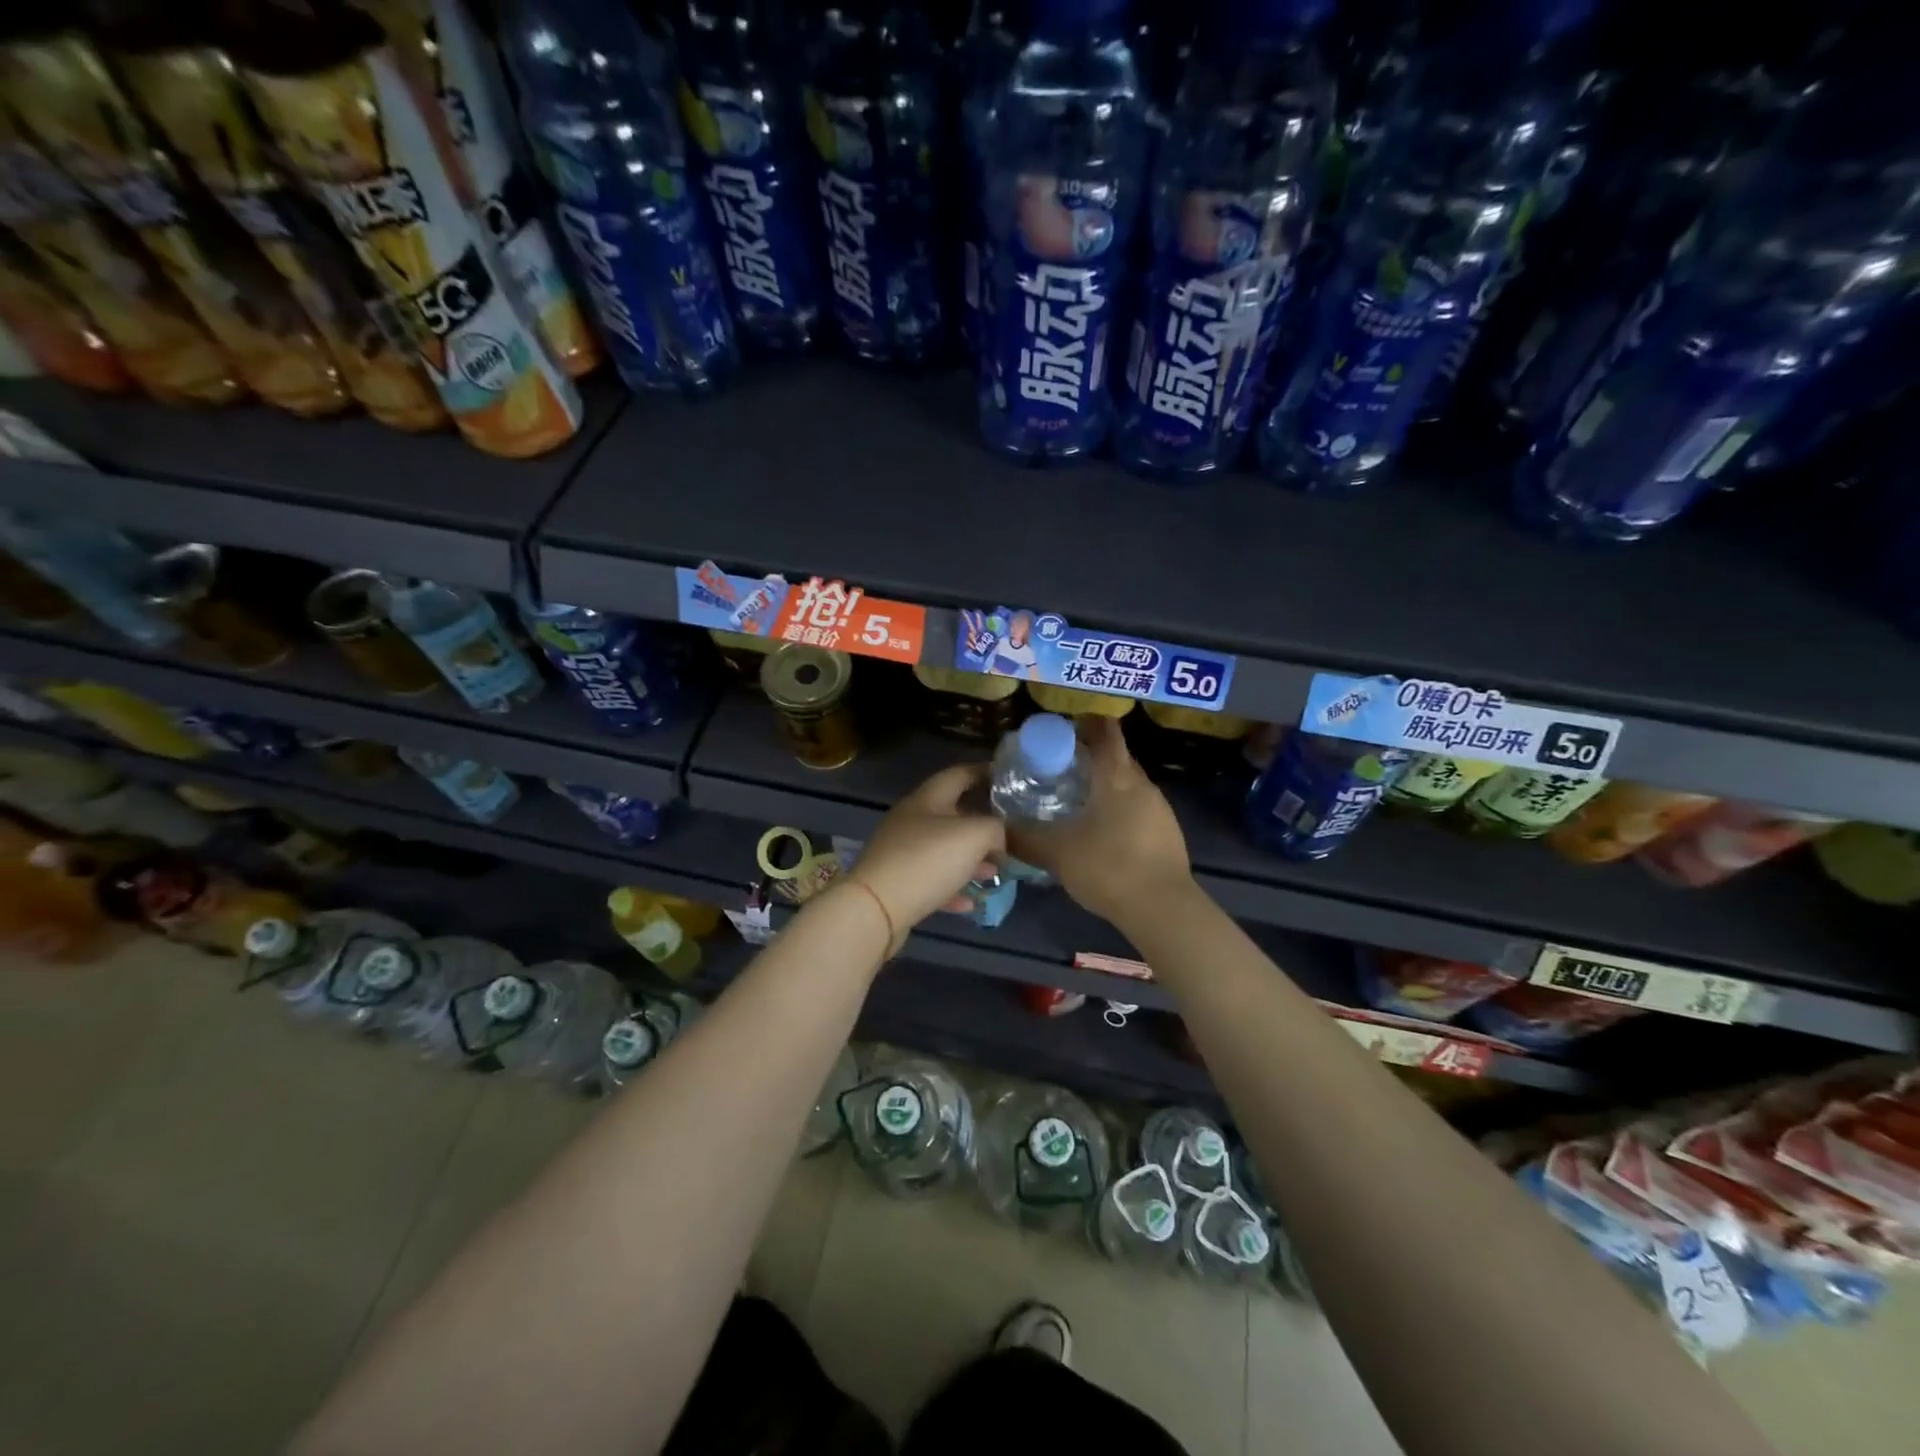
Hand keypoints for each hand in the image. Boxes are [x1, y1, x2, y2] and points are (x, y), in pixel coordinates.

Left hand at [847, 763, 1005, 950]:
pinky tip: (971, 902)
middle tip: (1009, 834)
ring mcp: (900, 853)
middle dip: (982, 824)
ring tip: (995, 872)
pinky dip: (952, 888)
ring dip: (970, 860)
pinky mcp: (897, 883)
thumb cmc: (927, 861)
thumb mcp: (974, 836)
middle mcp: (911, 820)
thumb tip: (998, 838)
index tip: (1007, 777)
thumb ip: (995, 829)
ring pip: (943, 850)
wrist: (875, 909)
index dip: (983, 772)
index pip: (958, 774)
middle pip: (952, 814)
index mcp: (926, 799)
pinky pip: (931, 881)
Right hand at [1008, 716, 1191, 927]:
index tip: (1062, 731)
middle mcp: (1142, 784)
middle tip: (1058, 770)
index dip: (1085, 724)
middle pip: (1117, 756)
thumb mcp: (1057, 853)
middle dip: (1090, 757)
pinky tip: (1100, 833)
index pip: (1105, 731)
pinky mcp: (1167, 832)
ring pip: (1128, 784)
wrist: (1163, 909)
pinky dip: (1118, 809)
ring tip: (1075, 802)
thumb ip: (1025, 838)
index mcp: (1116, 776)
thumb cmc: (1108, 867)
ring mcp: (1159, 808)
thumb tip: (998, 829)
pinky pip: (1138, 808)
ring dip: (1104, 786)